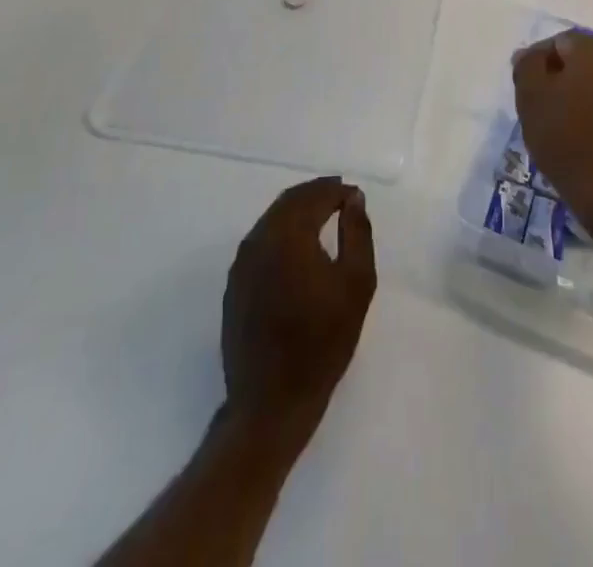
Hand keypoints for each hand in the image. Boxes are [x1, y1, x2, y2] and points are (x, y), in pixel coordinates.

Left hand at [220, 177, 375, 448]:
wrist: (272, 402)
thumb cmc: (323, 341)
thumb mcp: (357, 283)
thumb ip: (357, 232)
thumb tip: (353, 198)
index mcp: (288, 235)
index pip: (314, 196)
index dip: (337, 191)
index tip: (355, 196)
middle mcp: (259, 240)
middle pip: (289, 202)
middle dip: (316, 194)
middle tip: (341, 198)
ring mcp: (241, 264)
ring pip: (272, 219)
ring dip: (298, 211)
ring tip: (324, 217)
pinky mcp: (235, 285)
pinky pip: (261, 241)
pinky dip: (282, 231)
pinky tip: (299, 247)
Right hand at [512, 29, 592, 246]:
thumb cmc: (565, 136)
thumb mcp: (530, 95)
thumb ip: (527, 65)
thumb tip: (529, 55)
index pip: (558, 40)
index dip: (536, 60)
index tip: (523, 85)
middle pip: (578, 57)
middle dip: (555, 73)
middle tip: (536, 100)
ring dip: (573, 90)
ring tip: (554, 117)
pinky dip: (589, 105)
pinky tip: (576, 129)